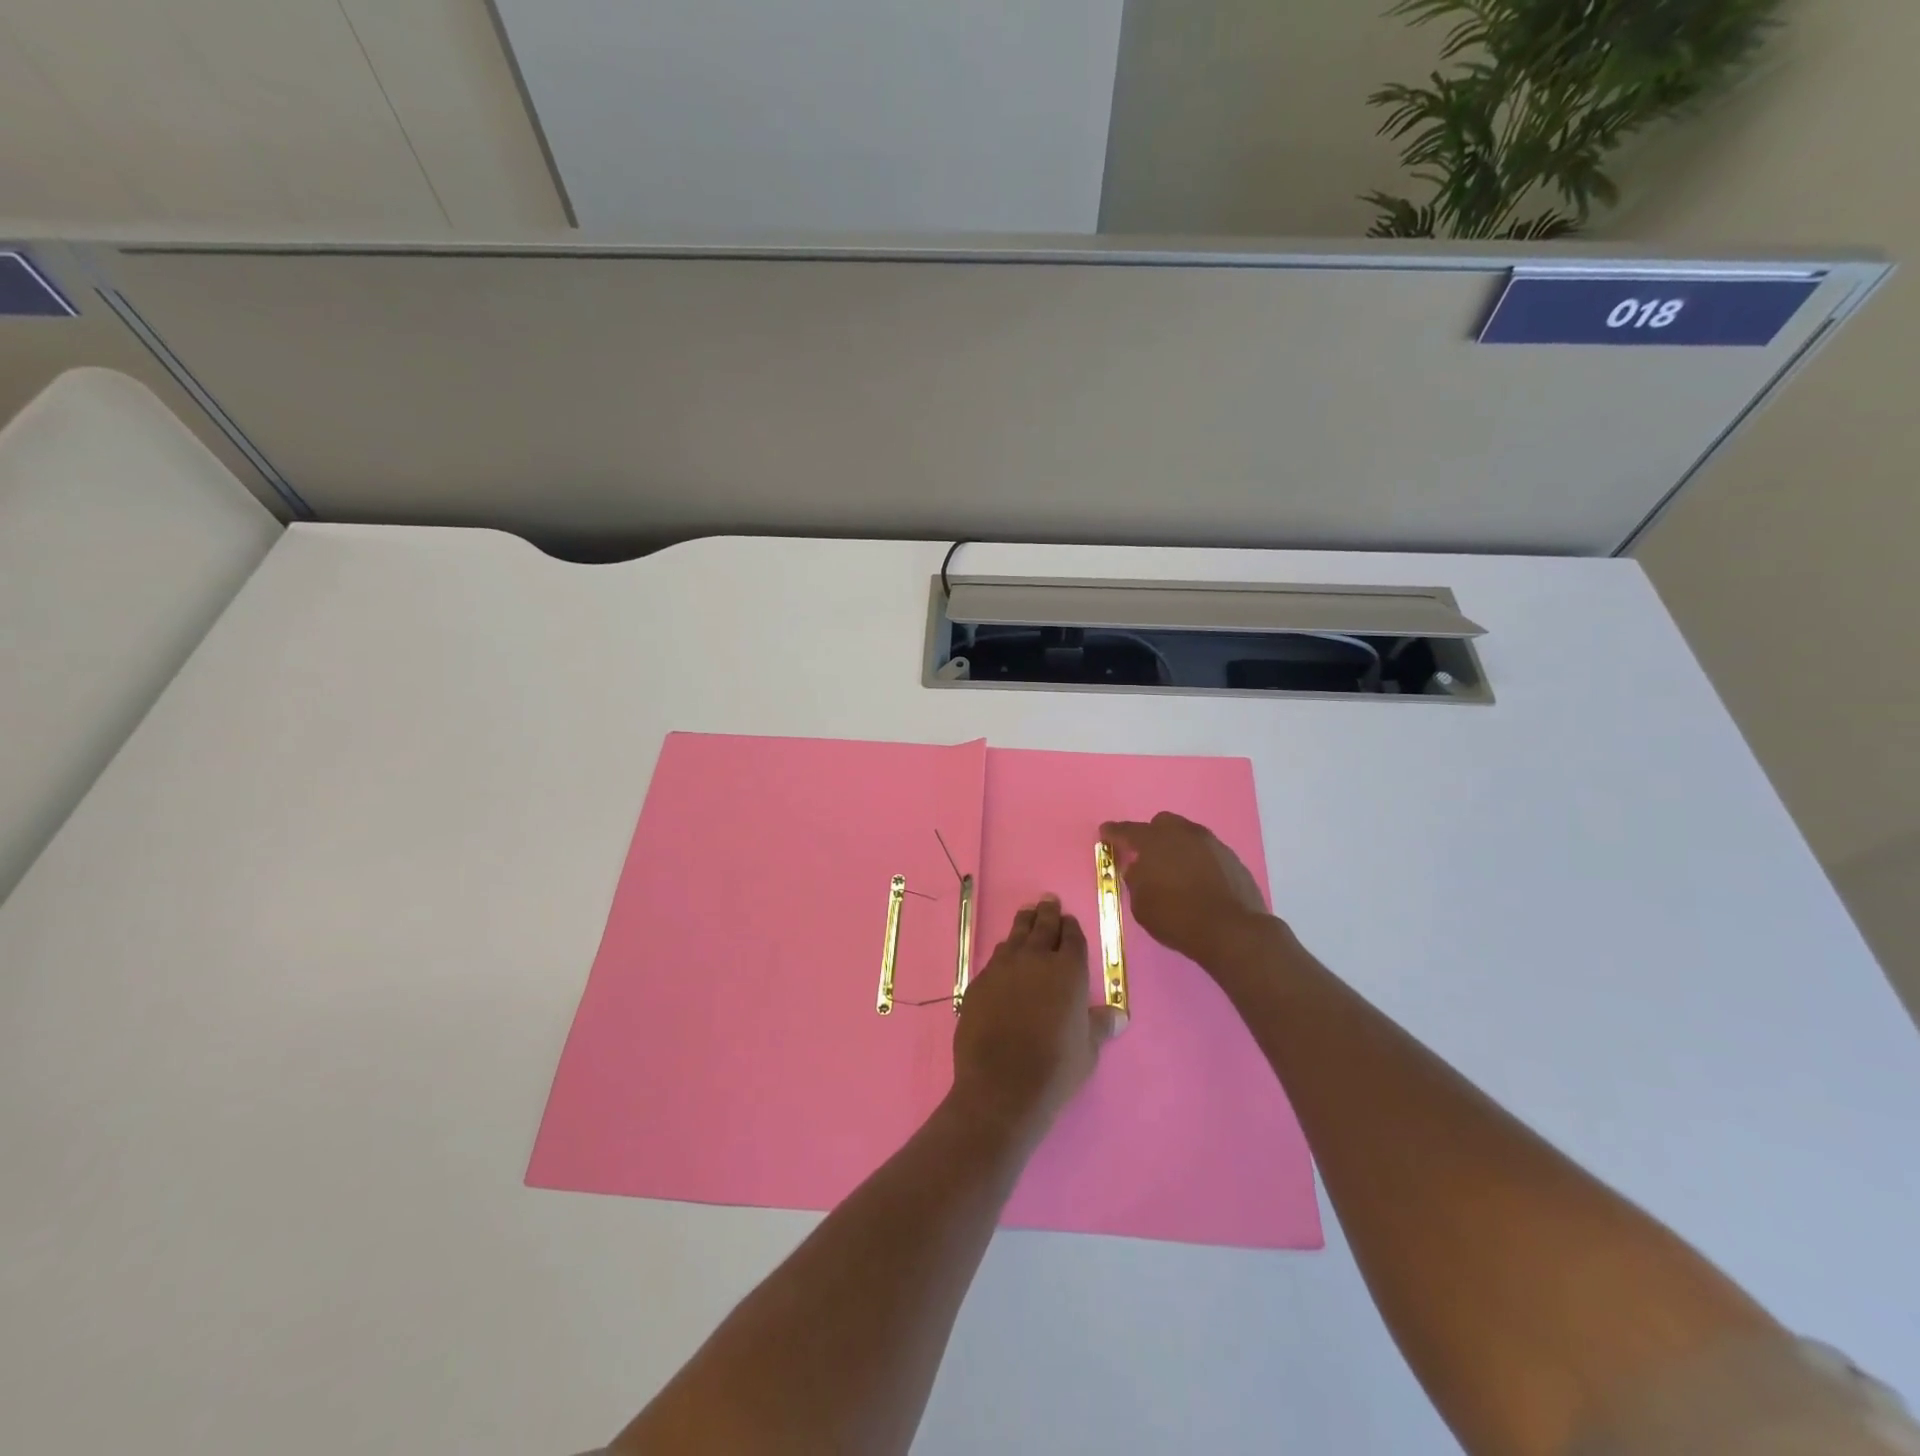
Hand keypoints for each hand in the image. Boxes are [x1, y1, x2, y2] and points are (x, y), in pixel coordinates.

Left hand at [952, 896, 1121, 1136]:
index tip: (1069, 920)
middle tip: (1048, 900)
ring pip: (1016, 935)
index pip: (1072, 938)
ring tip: (1027, 914)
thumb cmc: (1055, 1068)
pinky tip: (1005, 953)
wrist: (1001, 1085)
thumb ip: (1099, 1025)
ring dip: (1024, 923)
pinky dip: (1005, 950)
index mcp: (1068, 971)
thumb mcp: (1087, 1049)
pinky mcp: (979, 982)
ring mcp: (1003, 968)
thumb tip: (1119, 1015)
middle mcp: (1036, 959)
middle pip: (1043, 926)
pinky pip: (996, 957)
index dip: (1071, 927)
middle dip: (1047, 912)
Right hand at [1098, 812, 1272, 967]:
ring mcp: (1211, 843)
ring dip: (1177, 847)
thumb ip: (1135, 880)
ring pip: (1187, 835)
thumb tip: (1139, 869)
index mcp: (1154, 841)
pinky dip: (1198, 861)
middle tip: (1147, 856)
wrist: (1231, 931)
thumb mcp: (1141, 904)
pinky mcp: (1232, 858)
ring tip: (1175, 870)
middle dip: (1151, 835)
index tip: (1105, 833)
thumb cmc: (1176, 917)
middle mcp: (1182, 833)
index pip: (1127, 831)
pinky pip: (1207, 852)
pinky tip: (1198, 881)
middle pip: (1162, 824)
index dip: (1113, 832)